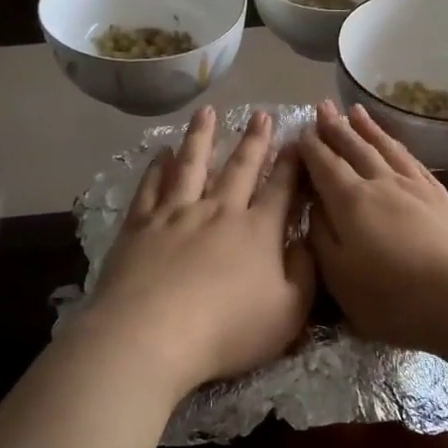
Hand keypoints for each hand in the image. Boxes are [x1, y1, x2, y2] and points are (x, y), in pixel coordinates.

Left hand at [72, 106, 315, 397]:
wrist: (152, 335)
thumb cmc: (227, 331)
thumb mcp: (288, 312)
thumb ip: (304, 273)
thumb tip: (306, 241)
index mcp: (258, 231)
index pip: (281, 188)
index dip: (292, 164)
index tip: (298, 140)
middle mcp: (219, 211)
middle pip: (239, 167)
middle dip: (253, 140)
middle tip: (261, 114)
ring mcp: (176, 213)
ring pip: (191, 164)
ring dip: (201, 137)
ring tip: (207, 112)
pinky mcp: (141, 225)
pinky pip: (151, 187)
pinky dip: (157, 167)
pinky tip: (161, 152)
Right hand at [301, 102, 447, 351]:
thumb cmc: (395, 297)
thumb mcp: (340, 277)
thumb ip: (321, 237)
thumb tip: (313, 206)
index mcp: (351, 202)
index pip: (325, 165)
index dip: (310, 148)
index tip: (298, 131)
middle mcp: (381, 183)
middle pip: (354, 148)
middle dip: (335, 128)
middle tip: (322, 106)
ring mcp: (415, 187)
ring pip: (385, 148)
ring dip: (367, 129)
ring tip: (355, 111)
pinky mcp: (442, 198)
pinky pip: (413, 161)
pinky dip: (398, 146)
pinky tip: (396, 145)